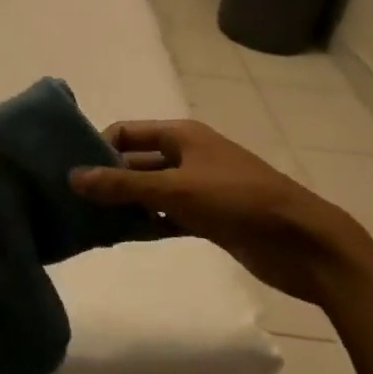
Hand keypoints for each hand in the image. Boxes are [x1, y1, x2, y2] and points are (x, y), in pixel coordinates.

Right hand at [70, 119, 368, 305]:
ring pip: (150, 191)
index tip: (70, 172)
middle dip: (107, 178)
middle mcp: (187, 155)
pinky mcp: (209, 218)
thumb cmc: (237, 201)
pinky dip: (147, 223)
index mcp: (181, 135)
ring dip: (125, 204)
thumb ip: (122, 185)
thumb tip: (72, 177)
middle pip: (136, 161)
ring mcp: (199, 187)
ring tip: (89, 223)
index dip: (97, 147)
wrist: (302, 242)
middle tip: (72, 202)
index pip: (126, 132)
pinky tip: (123, 238)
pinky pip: (167, 216)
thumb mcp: (175, 190)